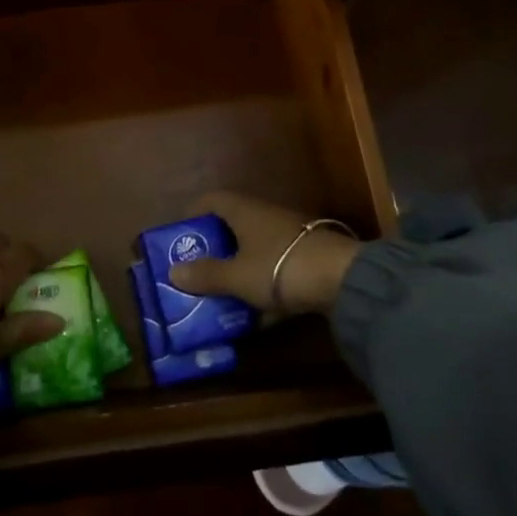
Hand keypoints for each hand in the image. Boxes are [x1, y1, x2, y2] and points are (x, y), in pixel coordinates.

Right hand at [167, 192, 361, 316]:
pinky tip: (258, 315)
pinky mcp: (308, 257)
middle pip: (233, 225)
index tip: (181, 235)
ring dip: (239, 268)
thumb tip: (173, 271)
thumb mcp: (237, 276)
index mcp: (244, 211)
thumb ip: (207, 275)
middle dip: (215, 247)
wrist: (343, 278)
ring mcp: (289, 236)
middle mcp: (265, 216)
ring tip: (222, 293)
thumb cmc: (280, 267)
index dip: (193, 213)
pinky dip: (264, 285)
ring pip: (255, 248)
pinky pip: (276, 267)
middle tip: (197, 269)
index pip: (212, 200)